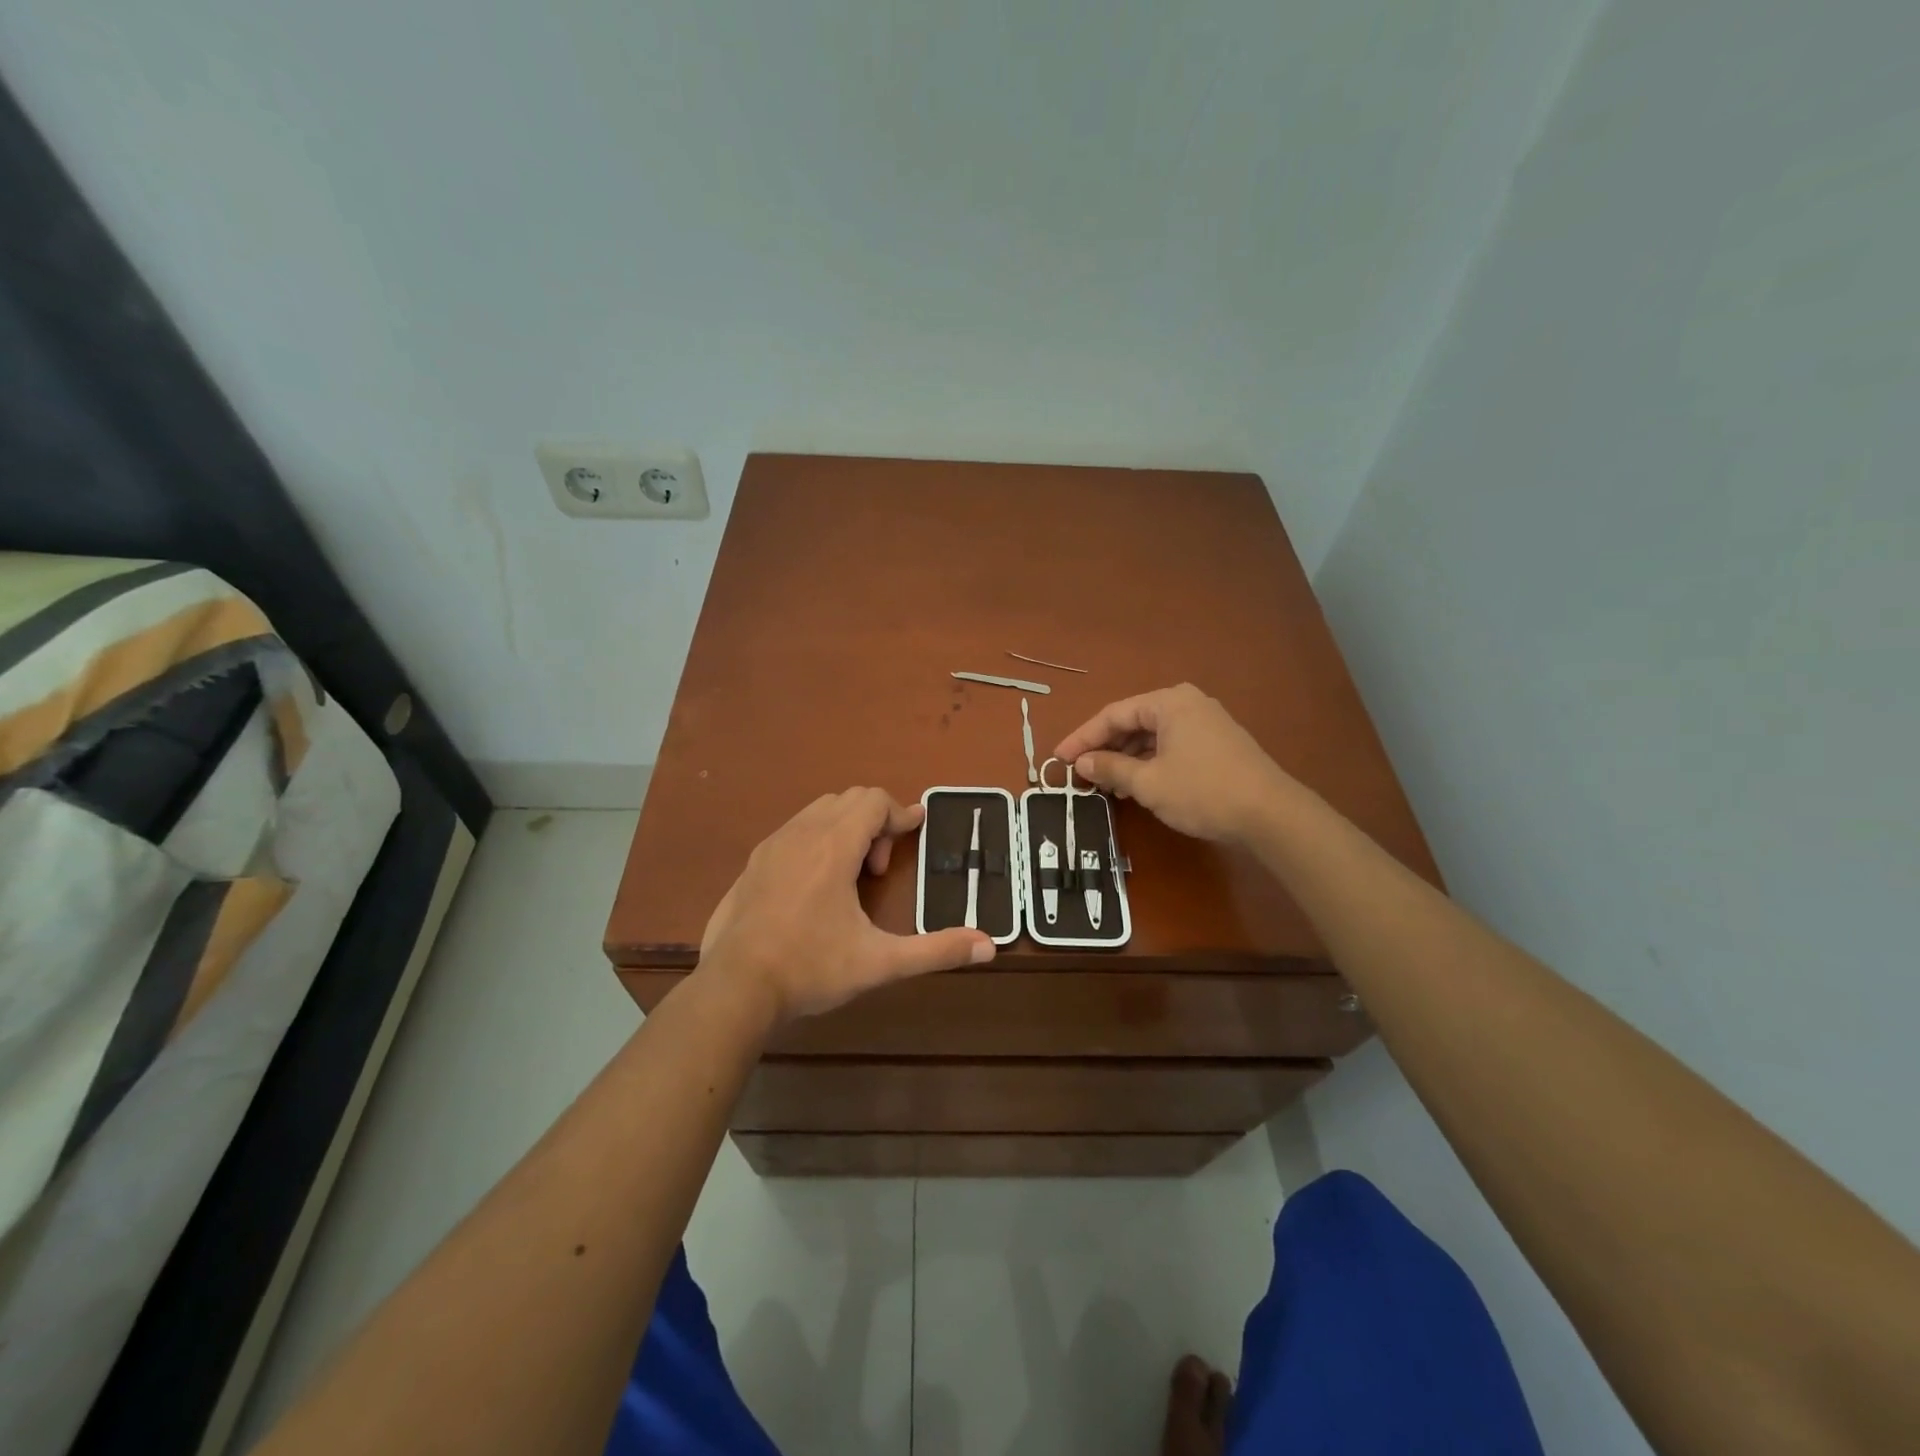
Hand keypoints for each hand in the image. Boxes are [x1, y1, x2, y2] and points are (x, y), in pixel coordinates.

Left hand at [698, 788, 994, 1022]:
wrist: (734, 989)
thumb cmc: (811, 968)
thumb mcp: (880, 962)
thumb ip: (936, 950)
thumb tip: (989, 946)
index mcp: (833, 846)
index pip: (874, 800)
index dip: (901, 814)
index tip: (918, 830)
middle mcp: (802, 833)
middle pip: (849, 799)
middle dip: (875, 822)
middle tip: (880, 869)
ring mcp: (772, 846)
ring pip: (819, 811)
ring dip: (846, 829)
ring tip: (851, 877)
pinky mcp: (752, 863)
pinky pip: (794, 829)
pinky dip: (817, 839)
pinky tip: (816, 886)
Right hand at [1054, 684, 1289, 844]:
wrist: (1270, 814)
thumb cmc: (1202, 791)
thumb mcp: (1148, 783)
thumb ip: (1110, 768)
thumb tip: (1081, 762)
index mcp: (1168, 702)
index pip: (1113, 715)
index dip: (1082, 738)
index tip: (1058, 759)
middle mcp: (1187, 704)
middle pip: (1133, 722)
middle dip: (1105, 749)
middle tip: (1080, 773)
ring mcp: (1205, 722)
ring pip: (1152, 736)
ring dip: (1126, 759)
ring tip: (1105, 785)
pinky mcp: (1217, 744)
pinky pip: (1171, 746)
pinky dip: (1149, 763)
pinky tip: (1136, 785)